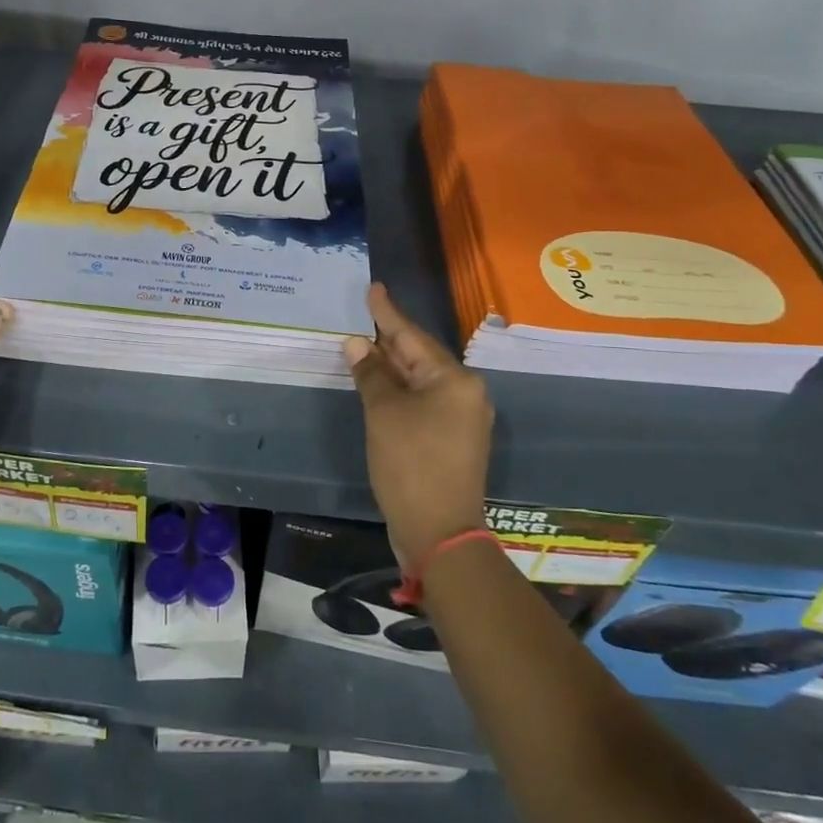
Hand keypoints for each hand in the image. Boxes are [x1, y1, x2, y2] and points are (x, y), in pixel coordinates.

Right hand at [344, 283, 492, 570]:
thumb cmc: (411, 465)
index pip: (413, 337)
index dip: (388, 313)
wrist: (440, 534)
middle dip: (389, 339)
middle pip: (420, 357)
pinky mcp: (452, 440)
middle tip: (364, 314)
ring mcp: (461, 419)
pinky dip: (399, 390)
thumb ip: (371, 374)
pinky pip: (422, 401)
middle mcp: (465, 393)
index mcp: (455, 381)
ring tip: (364, 344)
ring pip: (420, 380)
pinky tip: (378, 384)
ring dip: (391, 366)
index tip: (374, 288)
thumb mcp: (384, 414)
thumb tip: (357, 343)